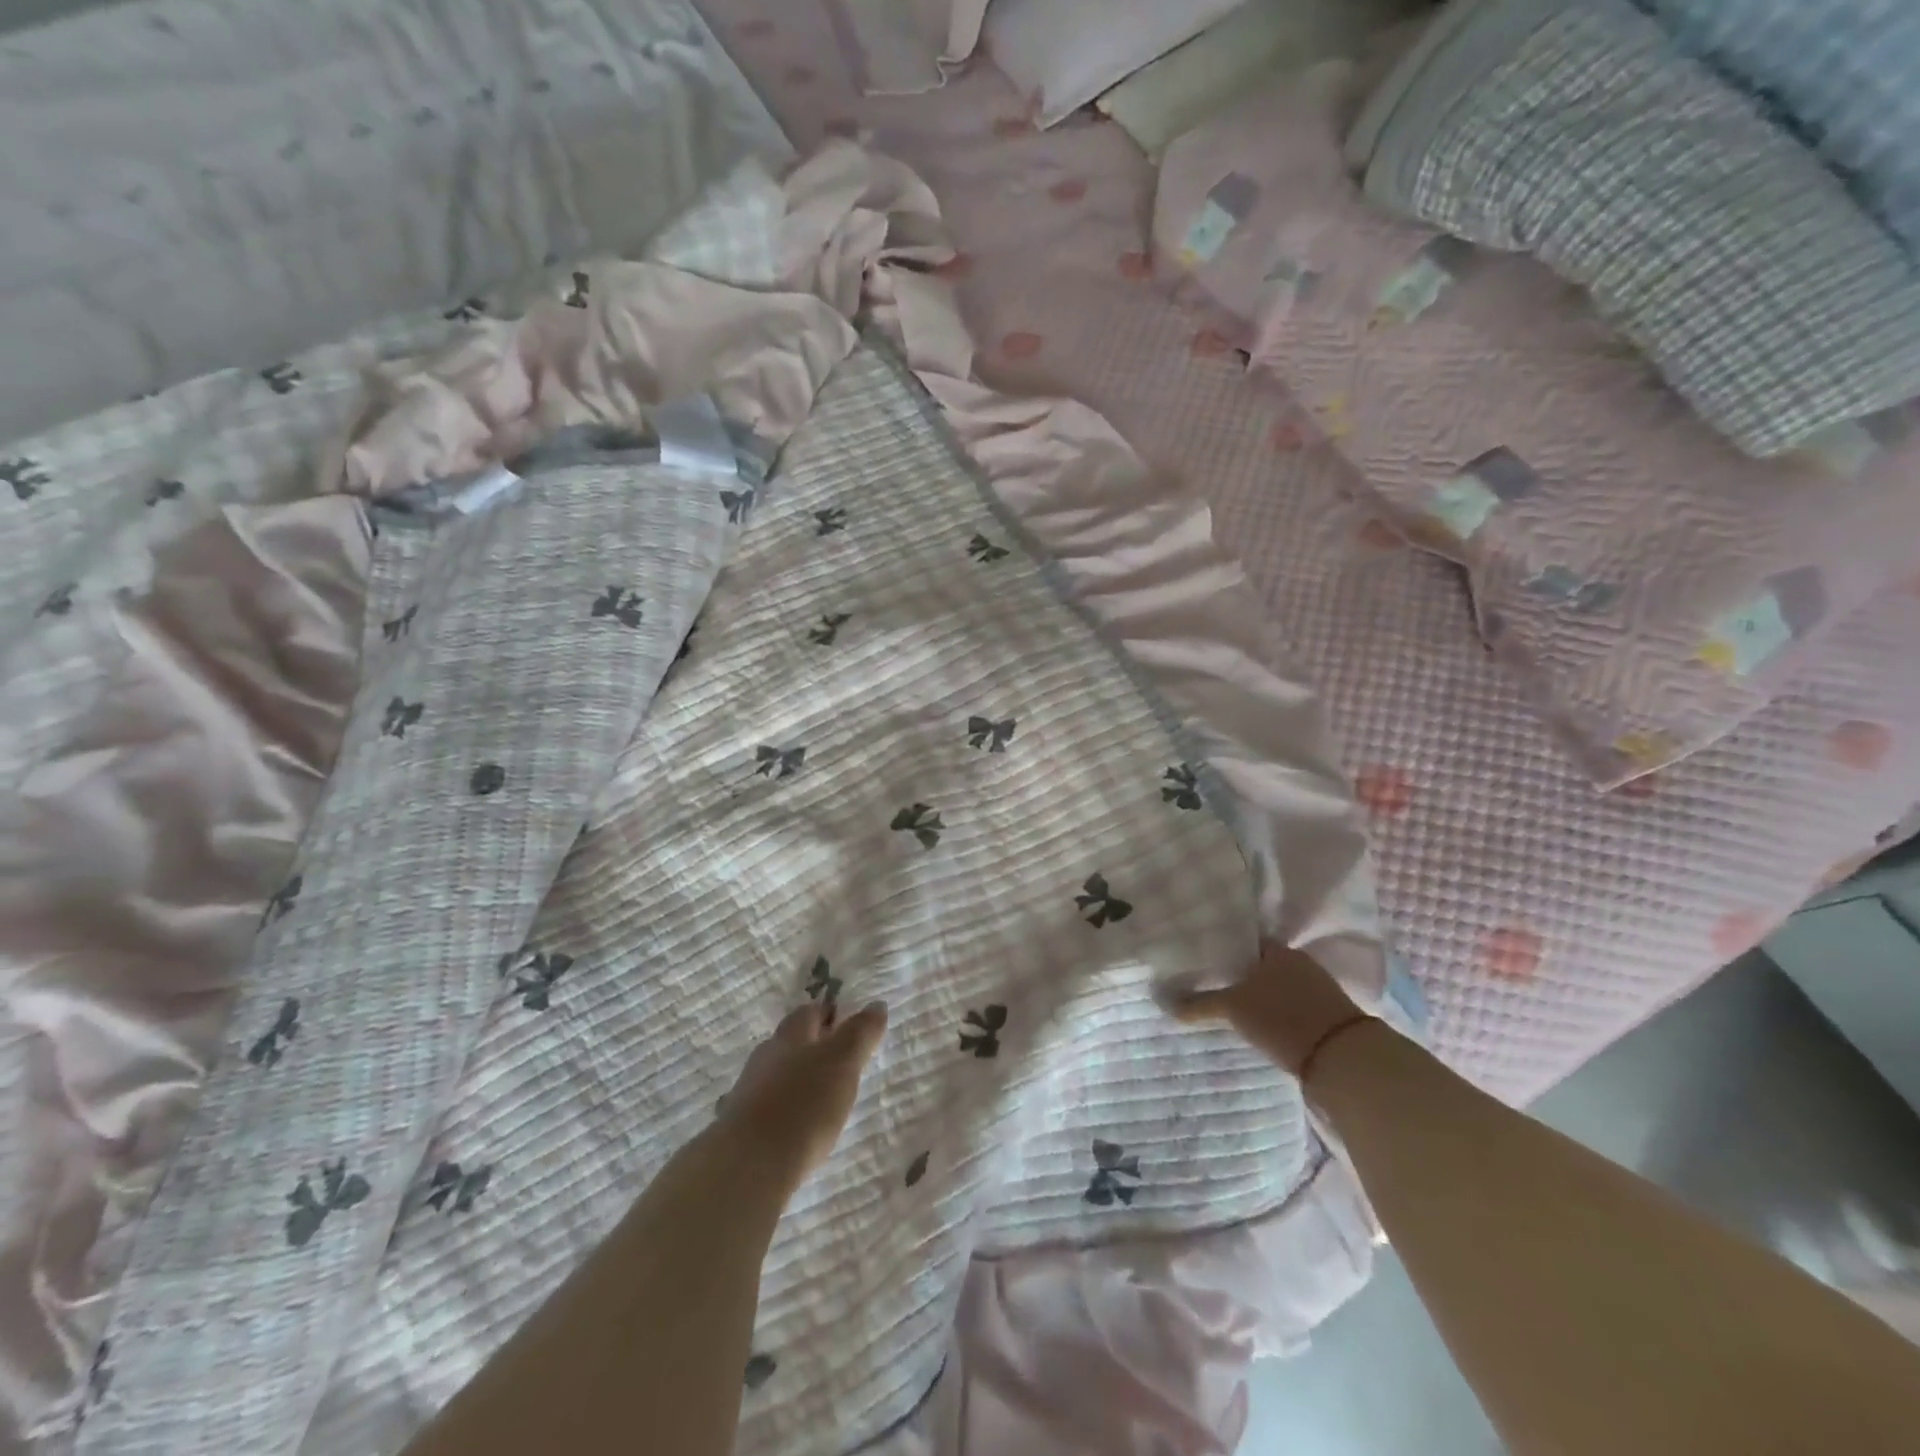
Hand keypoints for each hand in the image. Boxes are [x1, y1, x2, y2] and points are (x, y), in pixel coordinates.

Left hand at [716, 1001, 887, 1187]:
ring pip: (777, 1073)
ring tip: (820, 1096)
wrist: (748, 1165)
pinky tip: (795, 1125)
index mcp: (791, 1036)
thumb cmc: (803, 1105)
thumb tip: (877, 1004)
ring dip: (796, 1078)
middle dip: (812, 1046)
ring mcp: (748, 1091)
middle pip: (790, 1042)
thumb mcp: (842, 1063)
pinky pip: (767, 1106)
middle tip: (838, 1060)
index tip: (846, 1023)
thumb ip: (860, 1034)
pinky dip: (783, 1108)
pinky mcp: (740, 1126)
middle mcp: (766, 1056)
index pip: (810, 1012)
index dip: (828, 1014)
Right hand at [1168, 941, 1366, 1078]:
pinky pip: (1292, 1006)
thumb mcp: (1233, 1009)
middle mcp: (1299, 962)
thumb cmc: (1282, 1018)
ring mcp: (1318, 988)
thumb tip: (1163, 1001)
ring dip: (1259, 997)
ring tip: (1232, 1010)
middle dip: (1240, 977)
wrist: (1343, 1060)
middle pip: (1260, 966)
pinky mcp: (1328, 1015)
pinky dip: (1276, 1014)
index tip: (1202, 964)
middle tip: (1211, 988)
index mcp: (1278, 949)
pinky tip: (1261, 1026)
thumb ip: (1199, 1003)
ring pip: (1277, 987)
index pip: (1243, 943)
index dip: (1222, 952)